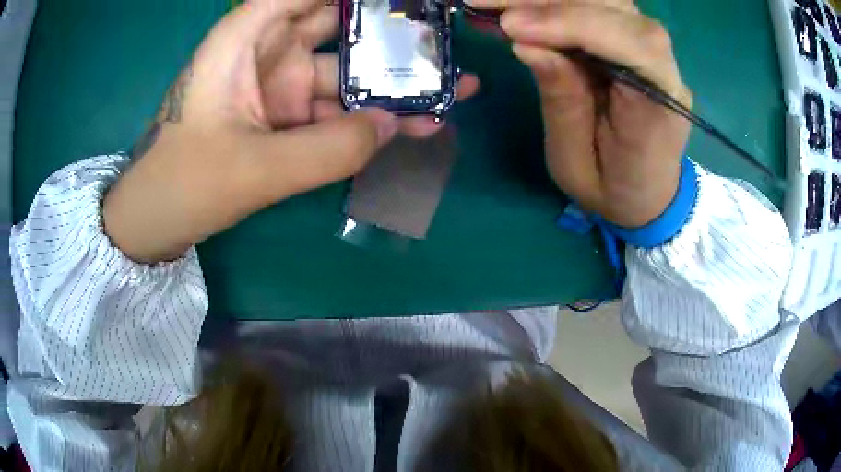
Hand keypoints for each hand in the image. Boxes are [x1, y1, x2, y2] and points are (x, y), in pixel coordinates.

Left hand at [104, 0, 478, 263]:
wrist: (155, 223)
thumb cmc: (183, 186)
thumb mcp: (254, 169)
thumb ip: (328, 149)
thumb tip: (396, 126)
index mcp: (243, 40)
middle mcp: (265, 53)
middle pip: (335, 25)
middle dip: (389, 31)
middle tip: (442, 38)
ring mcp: (279, 88)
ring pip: (344, 73)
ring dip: (393, 83)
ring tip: (453, 87)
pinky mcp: (286, 120)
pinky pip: (337, 111)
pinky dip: (371, 119)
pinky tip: (417, 123)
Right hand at [469, 0, 690, 227]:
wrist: (647, 193)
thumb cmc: (614, 189)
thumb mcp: (578, 163)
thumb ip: (562, 101)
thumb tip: (526, 43)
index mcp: (663, 105)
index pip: (631, 44)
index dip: (573, 24)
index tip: (512, 26)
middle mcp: (663, 65)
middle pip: (614, 7)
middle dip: (547, 0)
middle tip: (484, 3)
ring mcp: (649, 48)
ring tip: (492, 3)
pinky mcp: (631, 39)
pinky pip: (594, 7)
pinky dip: (553, 3)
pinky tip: (516, 8)